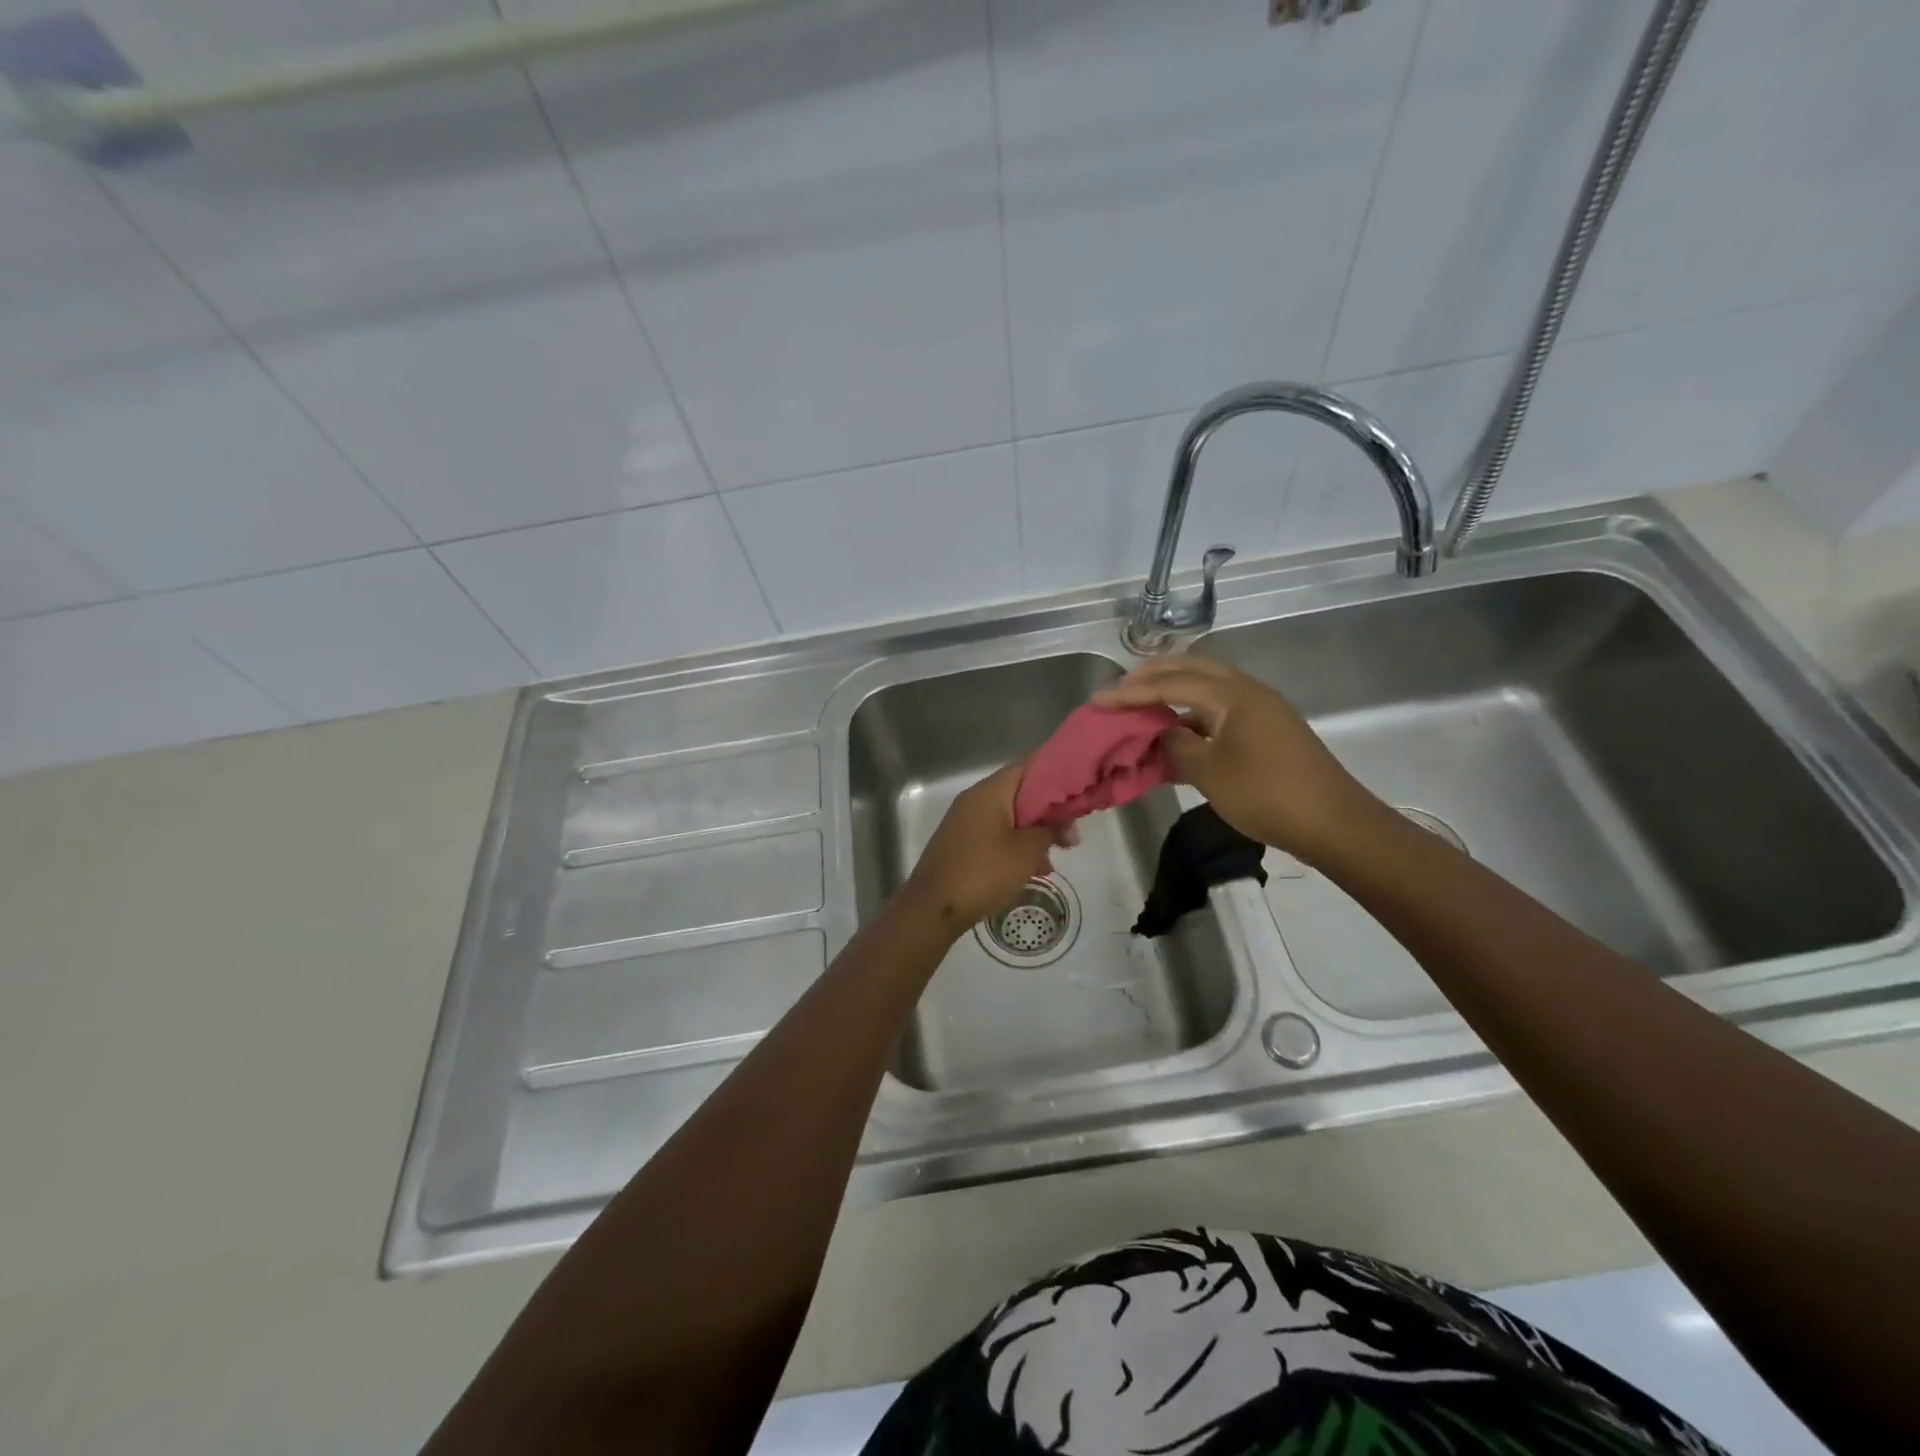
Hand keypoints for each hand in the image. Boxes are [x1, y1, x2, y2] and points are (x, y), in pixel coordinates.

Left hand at [900, 761, 1076, 934]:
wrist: (933, 908)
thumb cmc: (984, 872)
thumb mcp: (1026, 851)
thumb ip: (1051, 830)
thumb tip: (1068, 823)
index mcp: (990, 791)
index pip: (1028, 766)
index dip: (1056, 772)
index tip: (1080, 786)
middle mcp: (975, 799)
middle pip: (1020, 793)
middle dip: (1048, 810)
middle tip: (1072, 832)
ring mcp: (966, 822)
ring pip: (1009, 817)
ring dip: (1034, 832)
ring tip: (1057, 854)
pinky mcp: (962, 843)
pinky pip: (996, 835)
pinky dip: (1016, 845)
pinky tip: (1033, 869)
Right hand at [1093, 656, 1378, 861]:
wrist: (1333, 823)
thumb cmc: (1267, 794)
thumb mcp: (1210, 772)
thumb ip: (1177, 745)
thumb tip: (1161, 732)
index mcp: (1232, 694)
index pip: (1171, 683)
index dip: (1131, 692)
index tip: (1098, 699)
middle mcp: (1247, 691)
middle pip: (1193, 669)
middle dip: (1154, 675)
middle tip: (1122, 688)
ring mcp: (1261, 709)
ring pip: (1208, 688)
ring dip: (1175, 692)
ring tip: (1143, 706)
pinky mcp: (1268, 730)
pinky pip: (1220, 709)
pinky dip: (1193, 714)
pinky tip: (1177, 733)